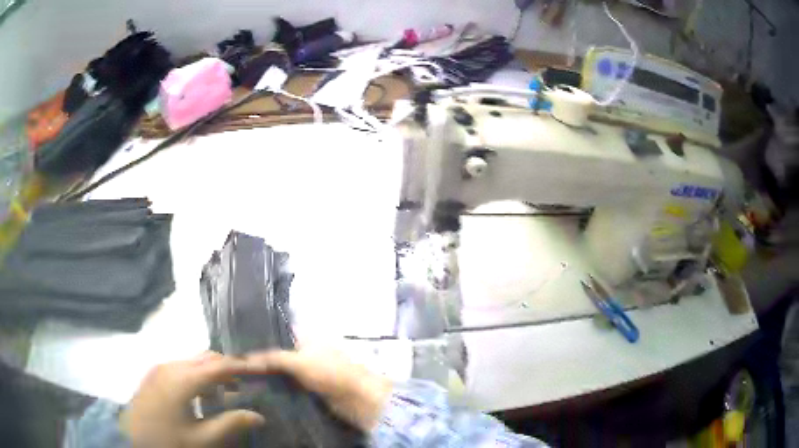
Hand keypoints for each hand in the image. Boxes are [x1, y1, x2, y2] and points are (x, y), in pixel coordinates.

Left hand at [120, 352, 265, 447]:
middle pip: (205, 358)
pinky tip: (201, 395)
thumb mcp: (202, 439)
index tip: (263, 368)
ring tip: (226, 392)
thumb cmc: (169, 441)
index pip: (219, 365)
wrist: (133, 440)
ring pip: (192, 362)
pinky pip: (180, 368)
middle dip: (227, 367)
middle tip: (247, 383)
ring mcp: (159, 369)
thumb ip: (231, 424)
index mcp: (183, 379)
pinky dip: (196, 376)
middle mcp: (170, 366)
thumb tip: (258, 415)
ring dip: (211, 373)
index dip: (242, 365)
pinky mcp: (153, 376)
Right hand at [245, 348, 391, 430]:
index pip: (279, 331)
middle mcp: (307, 351)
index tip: (238, 342)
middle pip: (280, 352)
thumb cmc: (330, 372)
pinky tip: (260, 390)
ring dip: (268, 375)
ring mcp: (310, 370)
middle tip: (235, 364)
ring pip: (284, 370)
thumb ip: (272, 358)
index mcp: (307, 337)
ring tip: (242, 378)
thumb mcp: (298, 361)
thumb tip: (244, 358)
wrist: (358, 399)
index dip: (261, 335)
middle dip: (261, 359)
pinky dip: (278, 387)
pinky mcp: (312, 388)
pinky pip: (290, 385)